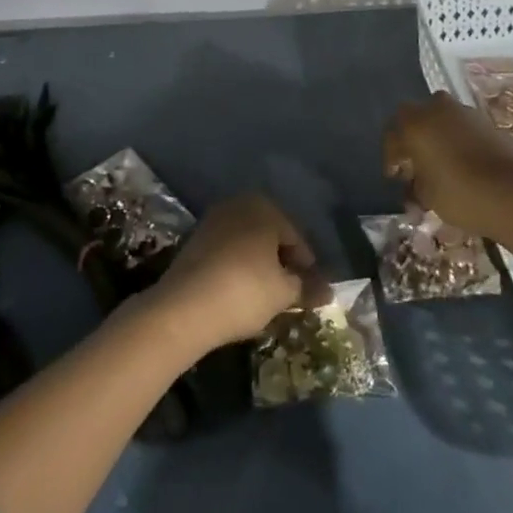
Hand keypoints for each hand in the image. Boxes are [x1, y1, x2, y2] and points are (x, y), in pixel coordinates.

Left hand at [151, 194, 322, 356]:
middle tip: (290, 292)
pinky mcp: (195, 240)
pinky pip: (227, 250)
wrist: (183, 307)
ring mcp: (214, 220)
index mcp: (265, 207)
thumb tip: (328, 292)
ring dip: (259, 264)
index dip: (306, 266)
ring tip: (266, 294)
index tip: (311, 291)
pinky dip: (237, 266)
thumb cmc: (244, 291)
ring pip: (247, 242)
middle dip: (282, 261)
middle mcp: (239, 204)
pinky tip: (239, 291)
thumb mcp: (283, 293)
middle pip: (270, 235)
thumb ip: (307, 287)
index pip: (295, 237)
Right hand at [383, 92, 512, 239]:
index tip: (396, 178)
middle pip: (415, 120)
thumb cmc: (460, 193)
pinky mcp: (486, 121)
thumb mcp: (426, 196)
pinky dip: (456, 141)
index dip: (391, 158)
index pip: (392, 136)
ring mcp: (464, 111)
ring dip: (436, 138)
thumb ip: (414, 186)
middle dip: (413, 141)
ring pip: (440, 120)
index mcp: (414, 123)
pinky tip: (462, 164)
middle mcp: (435, 108)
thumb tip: (413, 185)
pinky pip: (461, 127)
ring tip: (440, 167)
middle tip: (415, 167)